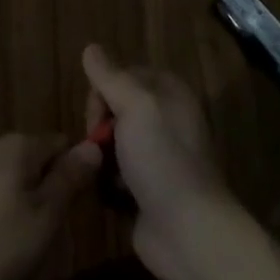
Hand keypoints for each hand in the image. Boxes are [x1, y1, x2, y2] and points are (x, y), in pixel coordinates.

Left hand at [0, 132, 100, 279]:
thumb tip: (93, 145)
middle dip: (49, 195)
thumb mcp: (42, 218)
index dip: (78, 172)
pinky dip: (1, 216)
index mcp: (21, 146)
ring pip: (14, 181)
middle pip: (38, 163)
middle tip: (54, 238)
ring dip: (25, 209)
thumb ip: (68, 180)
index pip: (63, 144)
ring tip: (26, 249)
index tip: (82, 208)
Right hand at [82, 44, 241, 279]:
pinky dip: (109, 181)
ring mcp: (158, 156)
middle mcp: (166, 119)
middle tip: (98, 145)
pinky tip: (108, 193)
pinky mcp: (149, 188)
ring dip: (102, 154)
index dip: (103, 89)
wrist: (188, 232)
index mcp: (169, 93)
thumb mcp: (134, 106)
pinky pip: (117, 173)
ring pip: (114, 141)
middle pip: (115, 107)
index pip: (123, 74)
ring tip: (100, 172)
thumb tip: (91, 47)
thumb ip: (110, 76)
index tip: (97, 113)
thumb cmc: (162, 159)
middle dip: (99, 124)